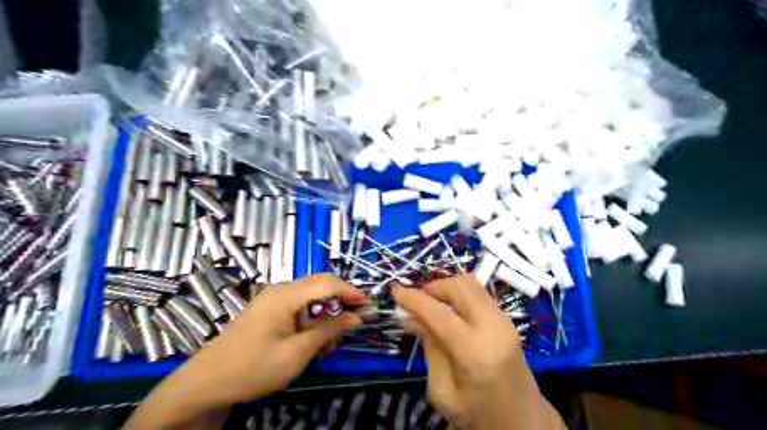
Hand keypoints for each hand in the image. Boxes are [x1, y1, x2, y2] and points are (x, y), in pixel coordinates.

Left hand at [126, 276, 366, 428]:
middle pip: (321, 287)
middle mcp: (281, 289)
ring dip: (324, 318)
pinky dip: (311, 322)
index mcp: (286, 295)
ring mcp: (274, 299)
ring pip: (312, 299)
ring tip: (324, 347)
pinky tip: (310, 343)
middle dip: (338, 307)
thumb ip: (328, 330)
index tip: (369, 307)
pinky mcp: (270, 309)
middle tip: (347, 332)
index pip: (328, 283)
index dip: (351, 292)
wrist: (206, 383)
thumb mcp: (297, 353)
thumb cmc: (253, 368)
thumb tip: (356, 317)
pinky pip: (299, 308)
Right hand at [396, 276, 560, 429]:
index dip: (414, 299)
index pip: (439, 314)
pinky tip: (448, 311)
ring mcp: (504, 320)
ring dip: (446, 288)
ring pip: (470, 284)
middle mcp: (494, 327)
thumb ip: (429, 347)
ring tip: (431, 305)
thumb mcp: (442, 391)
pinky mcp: (507, 319)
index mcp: (476, 353)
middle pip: (460, 286)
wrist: (523, 422)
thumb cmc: (478, 415)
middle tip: (416, 301)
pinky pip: (478, 293)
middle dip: (433, 287)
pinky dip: (458, 294)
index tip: (394, 290)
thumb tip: (411, 315)